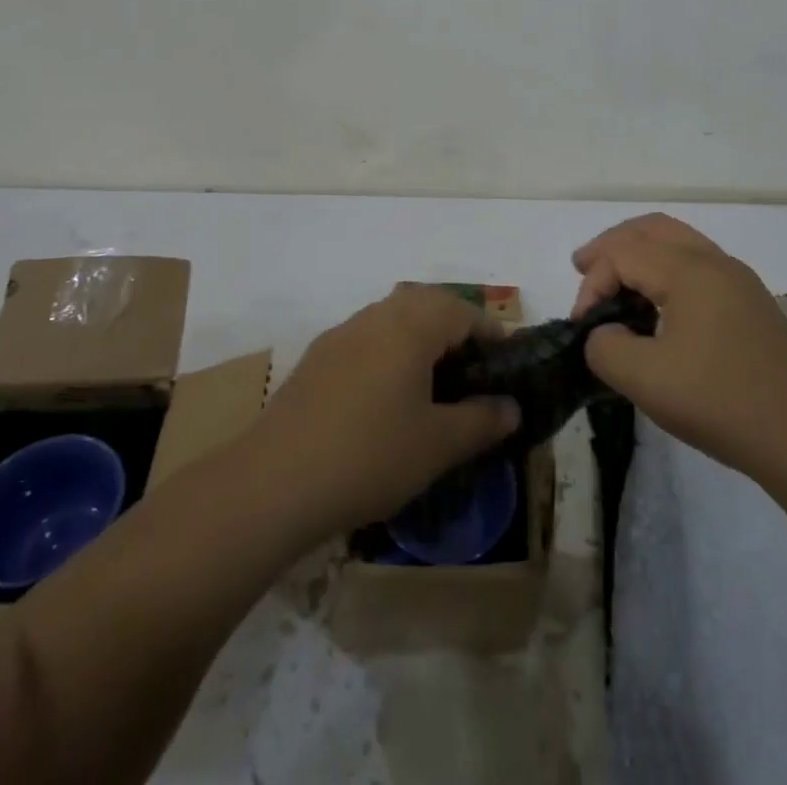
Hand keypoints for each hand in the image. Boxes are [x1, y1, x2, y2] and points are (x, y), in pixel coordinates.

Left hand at [246, 284, 521, 544]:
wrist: (274, 482)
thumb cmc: (370, 455)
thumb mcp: (439, 445)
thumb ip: (482, 420)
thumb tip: (512, 407)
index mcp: (411, 325)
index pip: (464, 312)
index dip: (491, 335)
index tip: (507, 367)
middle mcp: (376, 316)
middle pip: (427, 304)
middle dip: (455, 329)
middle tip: (472, 371)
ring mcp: (341, 334)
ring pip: (393, 319)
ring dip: (419, 339)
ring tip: (433, 385)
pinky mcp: (316, 359)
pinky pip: (366, 340)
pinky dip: (388, 354)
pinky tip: (386, 399)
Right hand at [573, 213, 786, 489]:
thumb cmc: (722, 402)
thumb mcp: (645, 380)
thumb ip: (606, 348)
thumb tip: (606, 333)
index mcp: (689, 270)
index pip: (623, 254)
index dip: (593, 284)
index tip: (582, 328)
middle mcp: (715, 262)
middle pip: (652, 229)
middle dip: (612, 245)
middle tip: (583, 267)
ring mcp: (739, 281)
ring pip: (679, 242)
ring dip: (641, 253)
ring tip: (615, 280)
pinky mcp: (752, 304)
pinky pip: (698, 264)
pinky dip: (666, 268)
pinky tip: (658, 304)